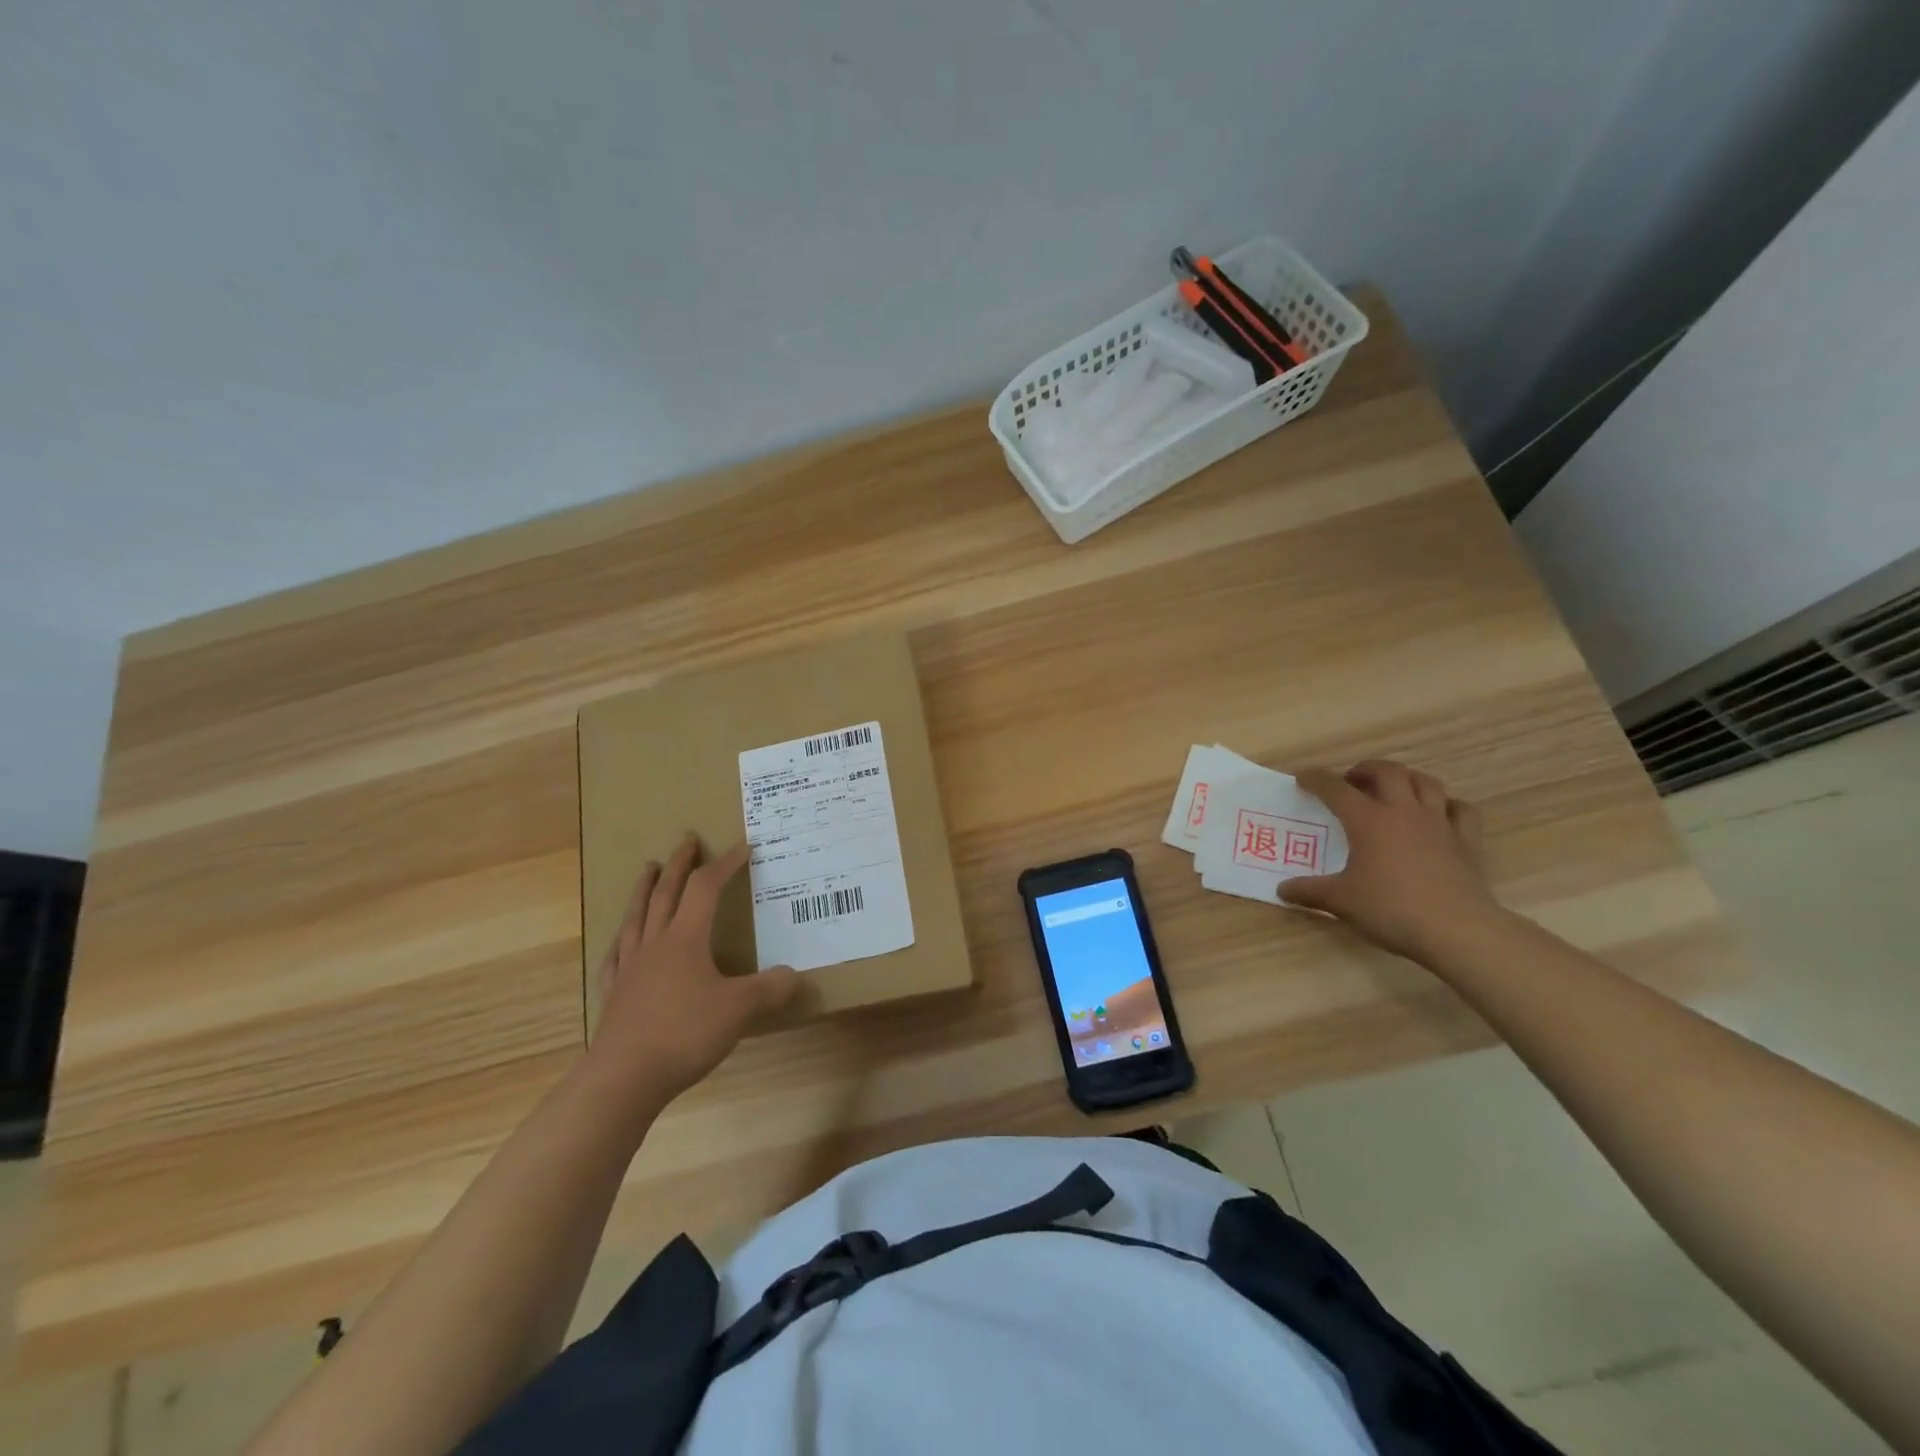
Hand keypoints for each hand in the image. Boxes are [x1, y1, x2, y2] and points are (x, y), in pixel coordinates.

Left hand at [589, 837, 799, 1106]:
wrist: (624, 1078)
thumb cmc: (684, 1033)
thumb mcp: (739, 1009)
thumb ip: (770, 989)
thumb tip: (795, 976)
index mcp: (685, 939)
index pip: (706, 888)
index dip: (725, 864)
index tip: (743, 846)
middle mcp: (655, 944)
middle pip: (667, 893)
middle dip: (679, 864)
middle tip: (687, 840)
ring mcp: (630, 969)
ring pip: (637, 917)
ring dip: (645, 889)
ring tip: (648, 870)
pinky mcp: (615, 995)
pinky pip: (617, 956)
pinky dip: (622, 940)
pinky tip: (621, 941)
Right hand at [1279, 761, 1501, 962]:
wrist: (1458, 931)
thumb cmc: (1392, 909)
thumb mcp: (1341, 902)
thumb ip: (1309, 891)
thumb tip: (1282, 890)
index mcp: (1368, 820)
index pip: (1335, 788)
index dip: (1315, 779)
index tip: (1302, 778)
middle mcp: (1403, 812)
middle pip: (1387, 771)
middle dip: (1365, 770)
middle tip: (1352, 782)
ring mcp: (1439, 824)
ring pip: (1425, 782)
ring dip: (1406, 779)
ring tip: (1393, 790)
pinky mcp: (1467, 841)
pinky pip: (1460, 809)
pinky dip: (1446, 805)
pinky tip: (1437, 815)